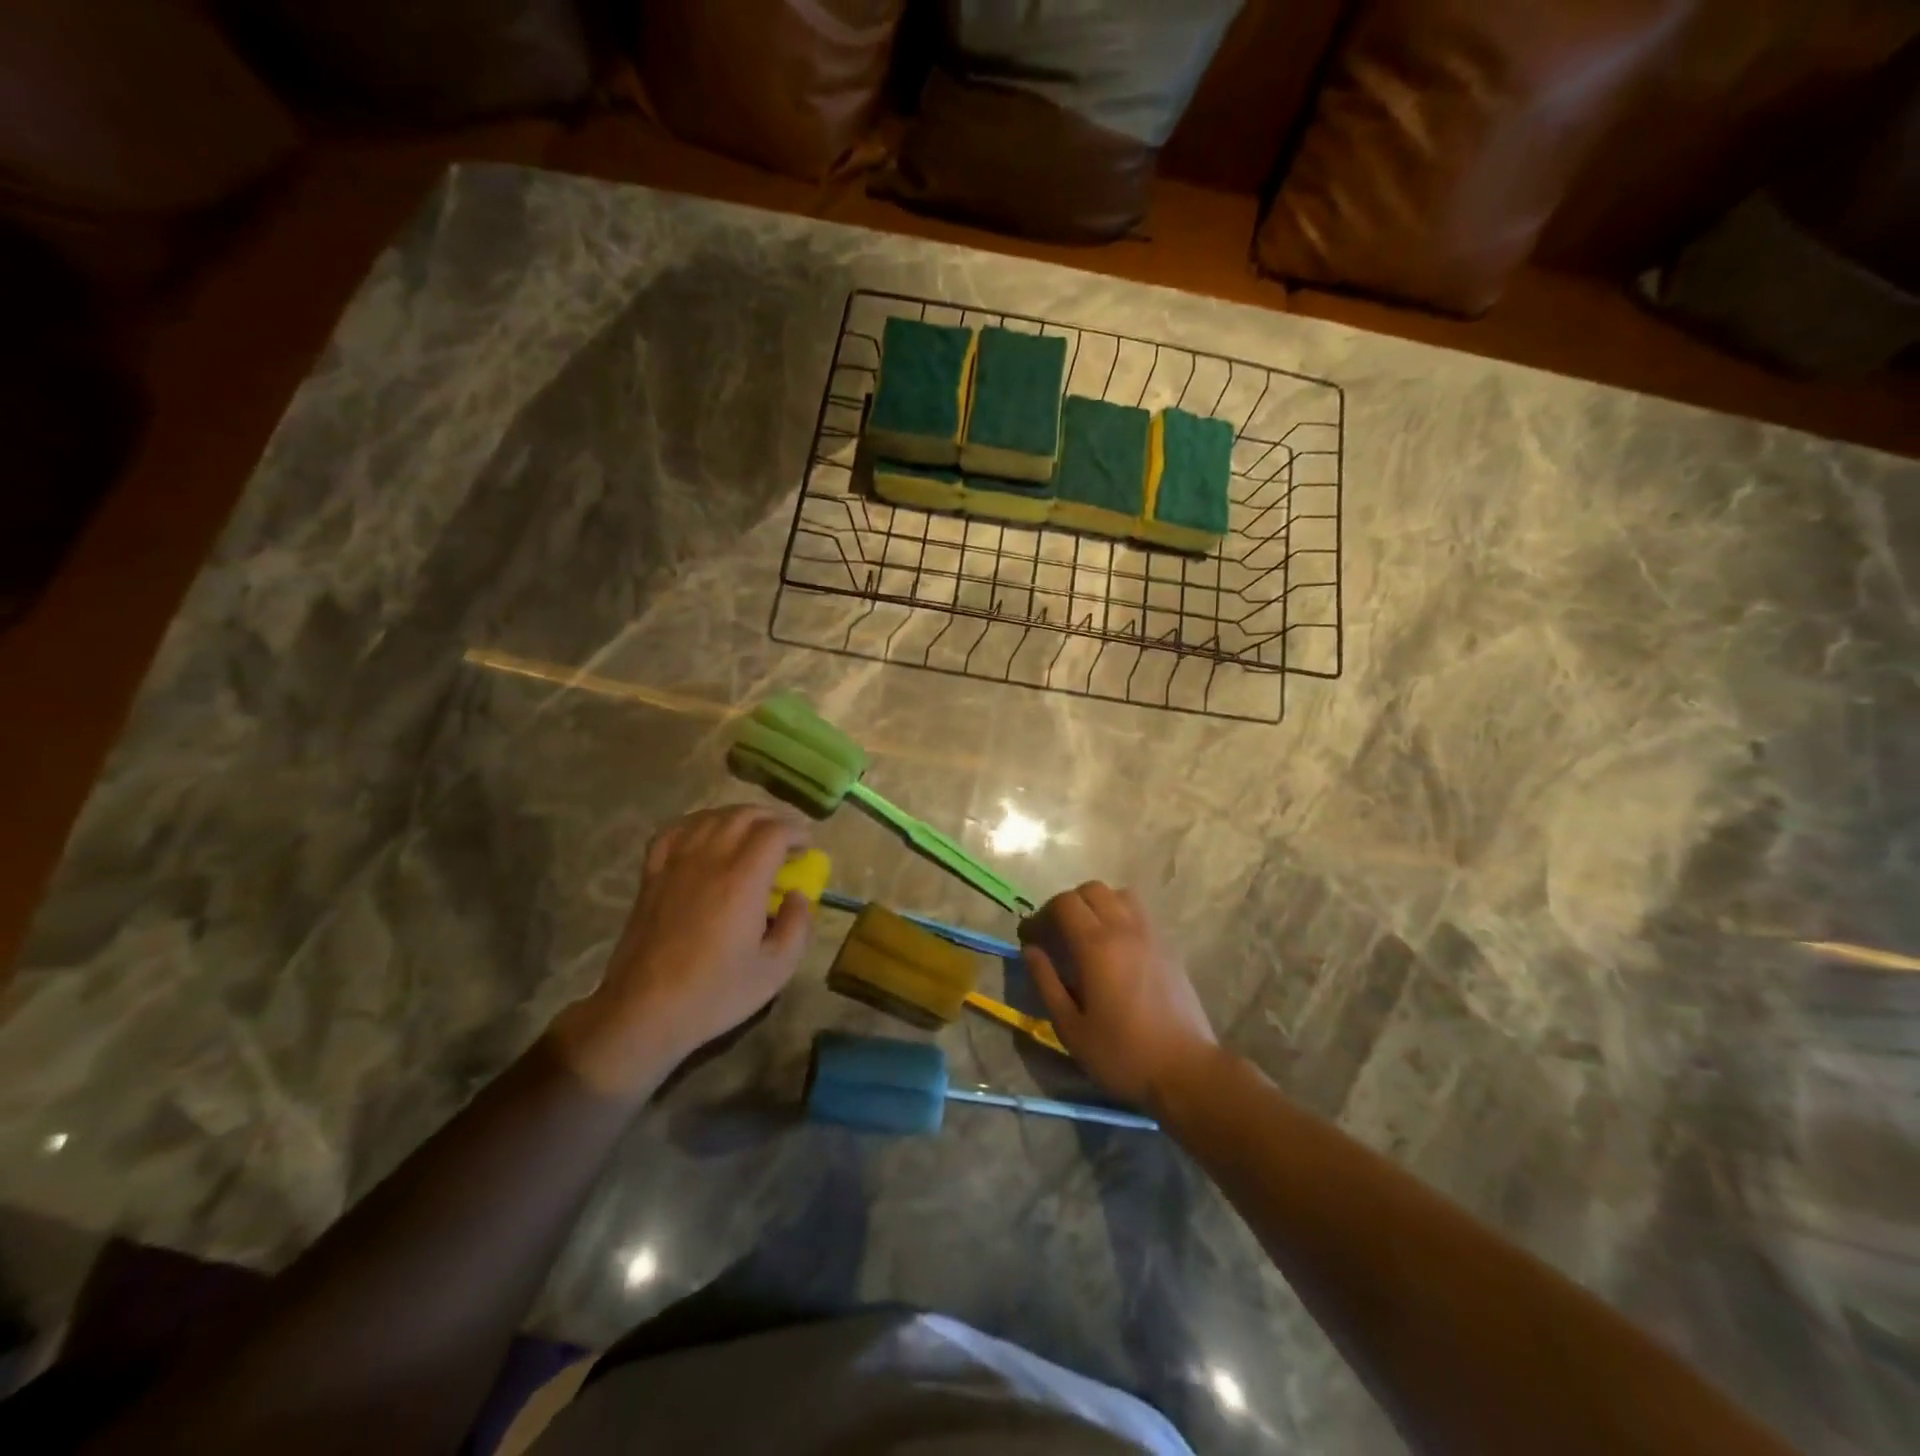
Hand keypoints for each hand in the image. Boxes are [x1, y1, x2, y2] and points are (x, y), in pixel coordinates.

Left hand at [553, 806, 813, 1097]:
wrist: (644, 1011)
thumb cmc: (715, 993)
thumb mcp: (776, 970)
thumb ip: (797, 926)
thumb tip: (797, 896)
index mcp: (743, 879)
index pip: (774, 831)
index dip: (797, 832)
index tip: (807, 848)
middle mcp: (709, 859)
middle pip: (743, 814)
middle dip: (772, 819)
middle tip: (786, 840)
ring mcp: (675, 863)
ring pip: (710, 817)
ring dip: (737, 817)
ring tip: (751, 834)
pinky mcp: (652, 874)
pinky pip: (674, 831)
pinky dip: (697, 824)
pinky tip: (705, 835)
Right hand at [1020, 882, 1216, 1113]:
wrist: (1186, 1070)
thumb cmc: (1121, 1054)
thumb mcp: (1070, 1027)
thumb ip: (1046, 982)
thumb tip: (1031, 950)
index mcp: (1096, 945)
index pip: (1064, 903)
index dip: (1041, 915)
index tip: (1030, 939)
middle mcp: (1124, 929)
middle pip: (1091, 890)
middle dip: (1067, 904)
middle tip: (1056, 934)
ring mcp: (1151, 934)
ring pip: (1119, 894)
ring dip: (1097, 904)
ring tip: (1088, 934)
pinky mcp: (1168, 947)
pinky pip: (1140, 913)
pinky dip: (1120, 915)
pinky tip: (1115, 948)